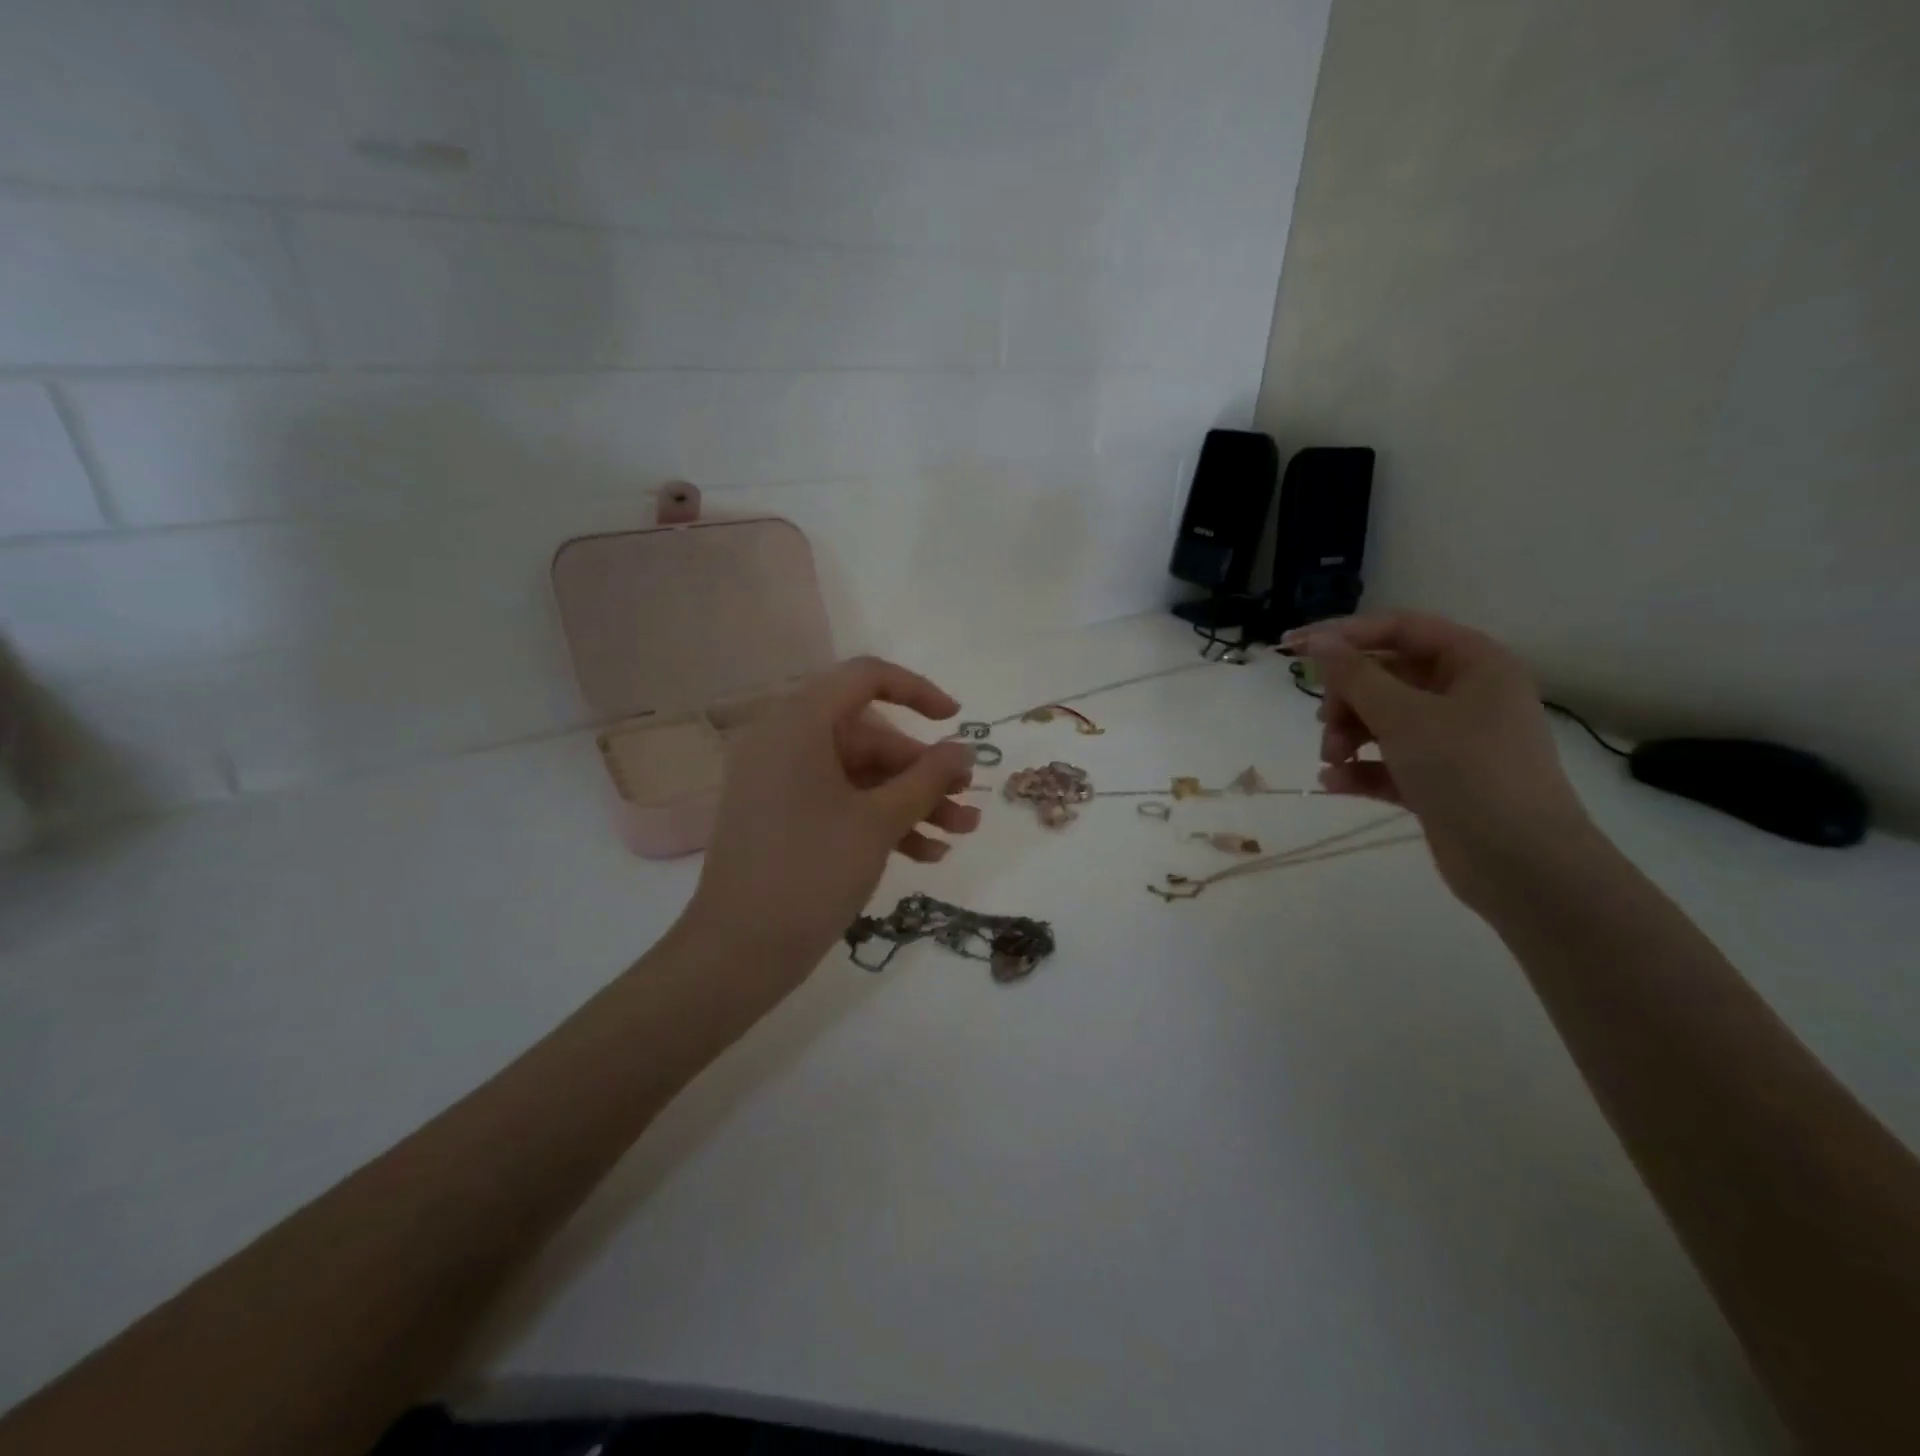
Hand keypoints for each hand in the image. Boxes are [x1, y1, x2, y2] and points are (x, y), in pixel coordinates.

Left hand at [684, 656, 980, 979]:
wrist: (738, 952)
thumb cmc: (811, 872)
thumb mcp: (879, 822)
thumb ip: (927, 779)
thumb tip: (962, 750)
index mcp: (798, 724)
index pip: (864, 678)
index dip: (916, 691)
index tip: (955, 719)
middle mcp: (784, 742)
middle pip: (868, 737)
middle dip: (923, 771)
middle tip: (966, 799)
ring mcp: (780, 782)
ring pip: (859, 776)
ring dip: (911, 801)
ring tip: (961, 832)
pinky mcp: (781, 817)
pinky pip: (838, 802)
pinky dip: (879, 821)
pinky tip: (927, 855)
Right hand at [1283, 613, 1594, 907]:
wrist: (1521, 863)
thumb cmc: (1467, 771)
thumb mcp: (1403, 716)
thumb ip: (1355, 675)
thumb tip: (1318, 641)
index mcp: (1474, 664)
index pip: (1400, 629)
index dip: (1345, 634)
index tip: (1294, 648)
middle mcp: (1466, 695)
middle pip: (1387, 677)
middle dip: (1347, 699)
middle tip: (1325, 723)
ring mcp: (1454, 740)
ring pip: (1384, 720)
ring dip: (1349, 735)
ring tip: (1332, 759)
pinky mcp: (1440, 780)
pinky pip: (1390, 761)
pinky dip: (1362, 768)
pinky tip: (1334, 782)